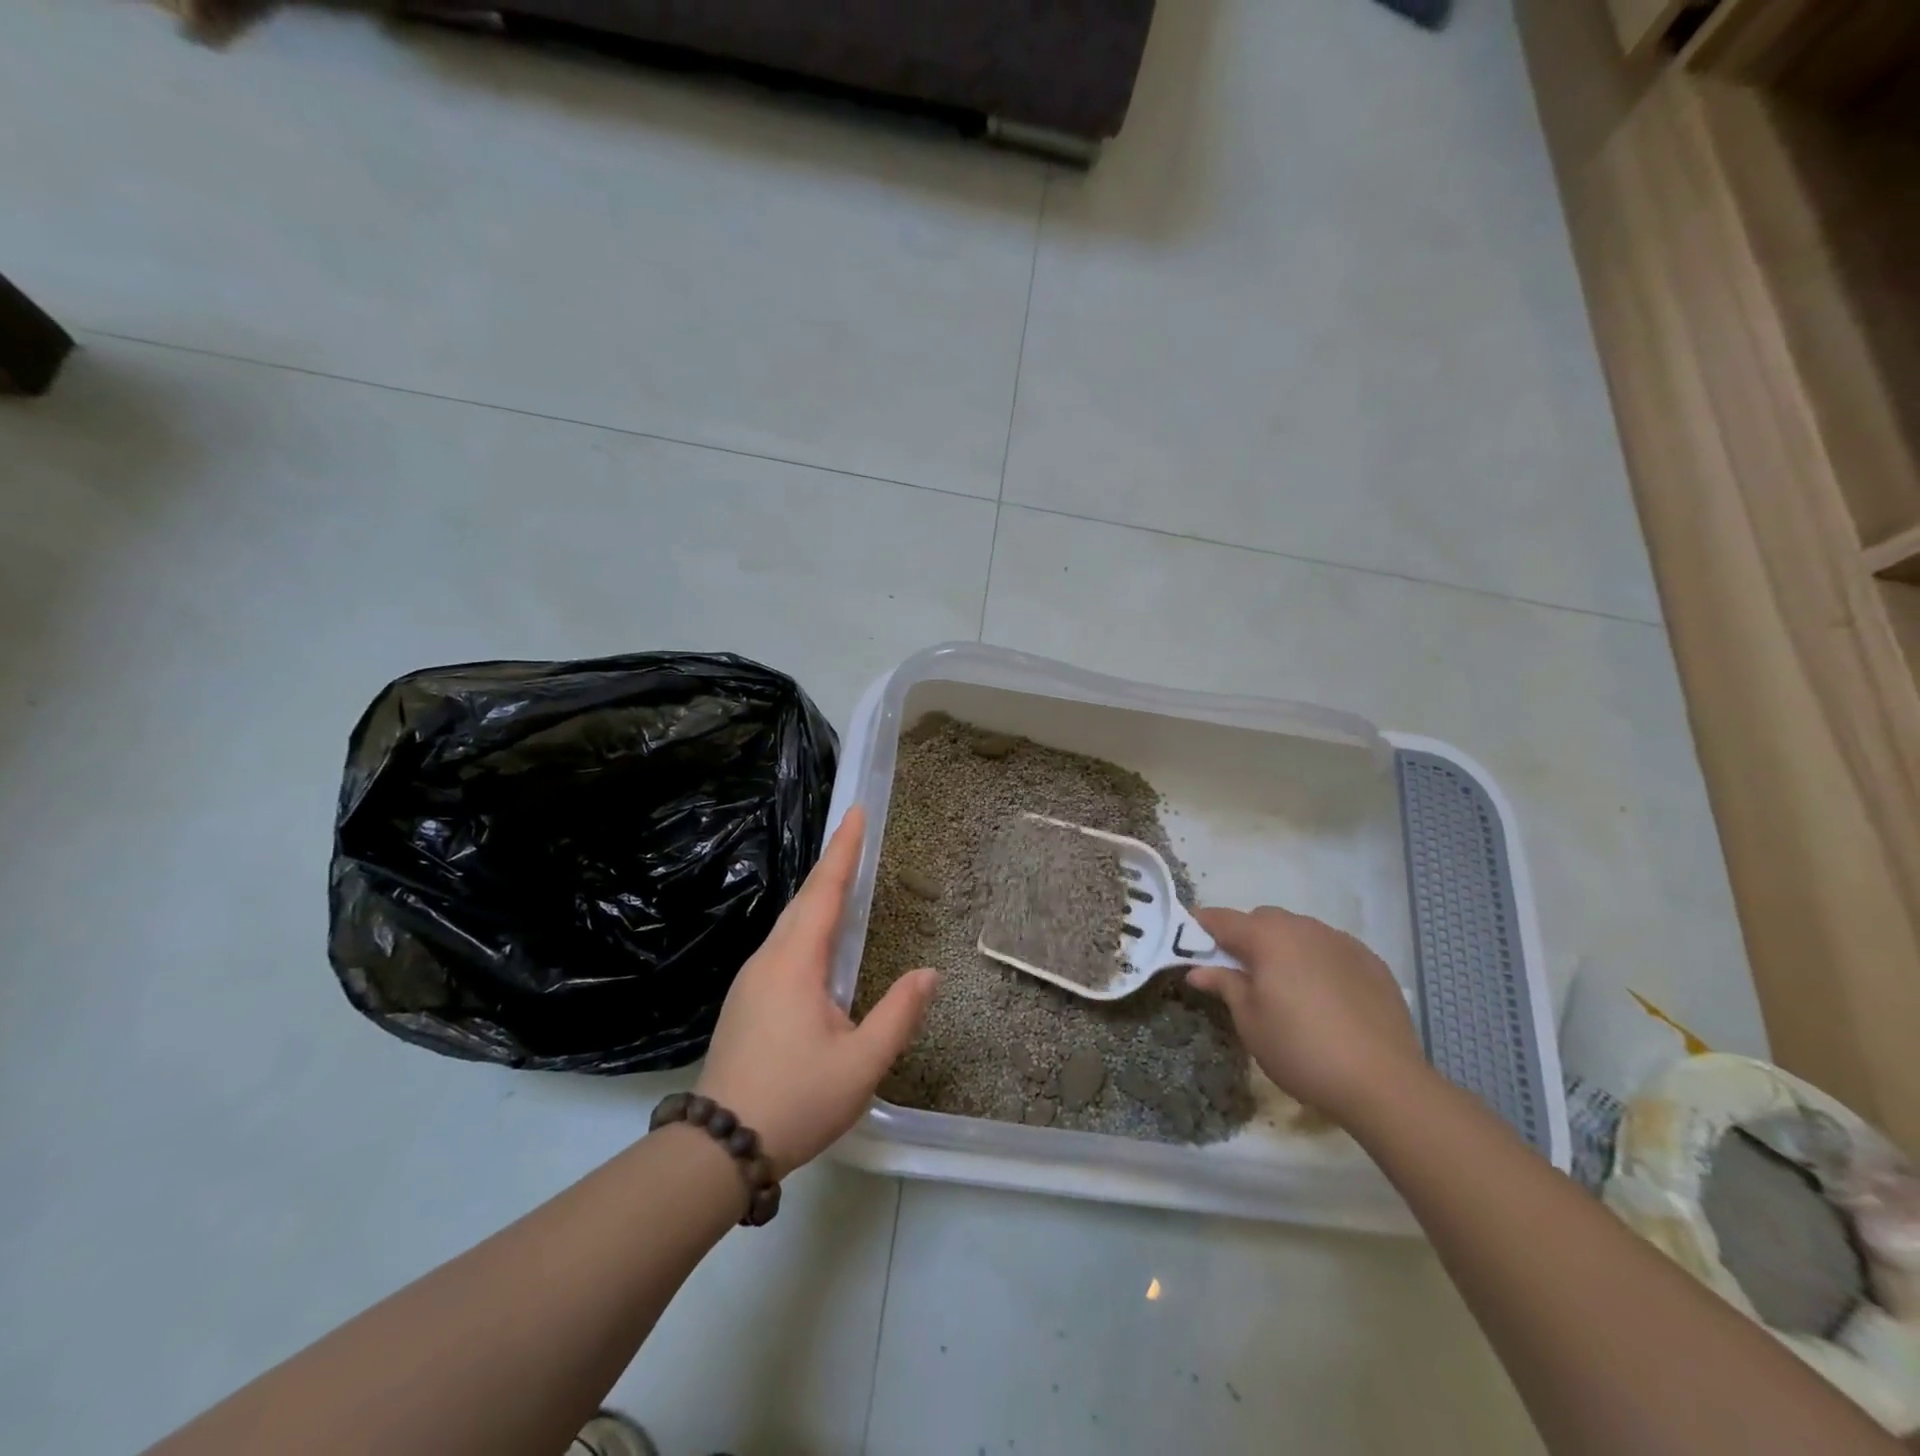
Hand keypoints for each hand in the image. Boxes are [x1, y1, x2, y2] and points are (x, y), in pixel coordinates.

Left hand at [693, 807, 937, 1176]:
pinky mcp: (746, 1000)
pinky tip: (818, 938)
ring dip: (818, 895)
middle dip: (832, 864)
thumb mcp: (861, 1064)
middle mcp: (768, 959)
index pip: (824, 892)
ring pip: (789, 923)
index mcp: (795, 963)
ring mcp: (751, 980)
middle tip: (856, 833)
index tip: (856, 812)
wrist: (717, 1148)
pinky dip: (806, 924)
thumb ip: (898, 1014)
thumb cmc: (796, 1100)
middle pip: (804, 900)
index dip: (843, 850)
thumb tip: (929, 974)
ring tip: (843, 875)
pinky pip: (782, 946)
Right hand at [1186, 905, 1426, 1124]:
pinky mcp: (1372, 962)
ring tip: (1284, 986)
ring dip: (1283, 947)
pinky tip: (1323, 996)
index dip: (1201, 926)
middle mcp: (1304, 929)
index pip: (1223, 919)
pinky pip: (1331, 949)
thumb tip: (1199, 969)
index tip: (1188, 939)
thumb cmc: (1301, 1050)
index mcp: (1268, 938)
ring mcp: (1342, 942)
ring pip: (1300, 931)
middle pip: (1263, 919)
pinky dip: (1317, 961)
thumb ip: (1225, 986)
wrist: (1384, 1082)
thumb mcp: (1250, 1022)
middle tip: (1239, 972)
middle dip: (1245, 937)